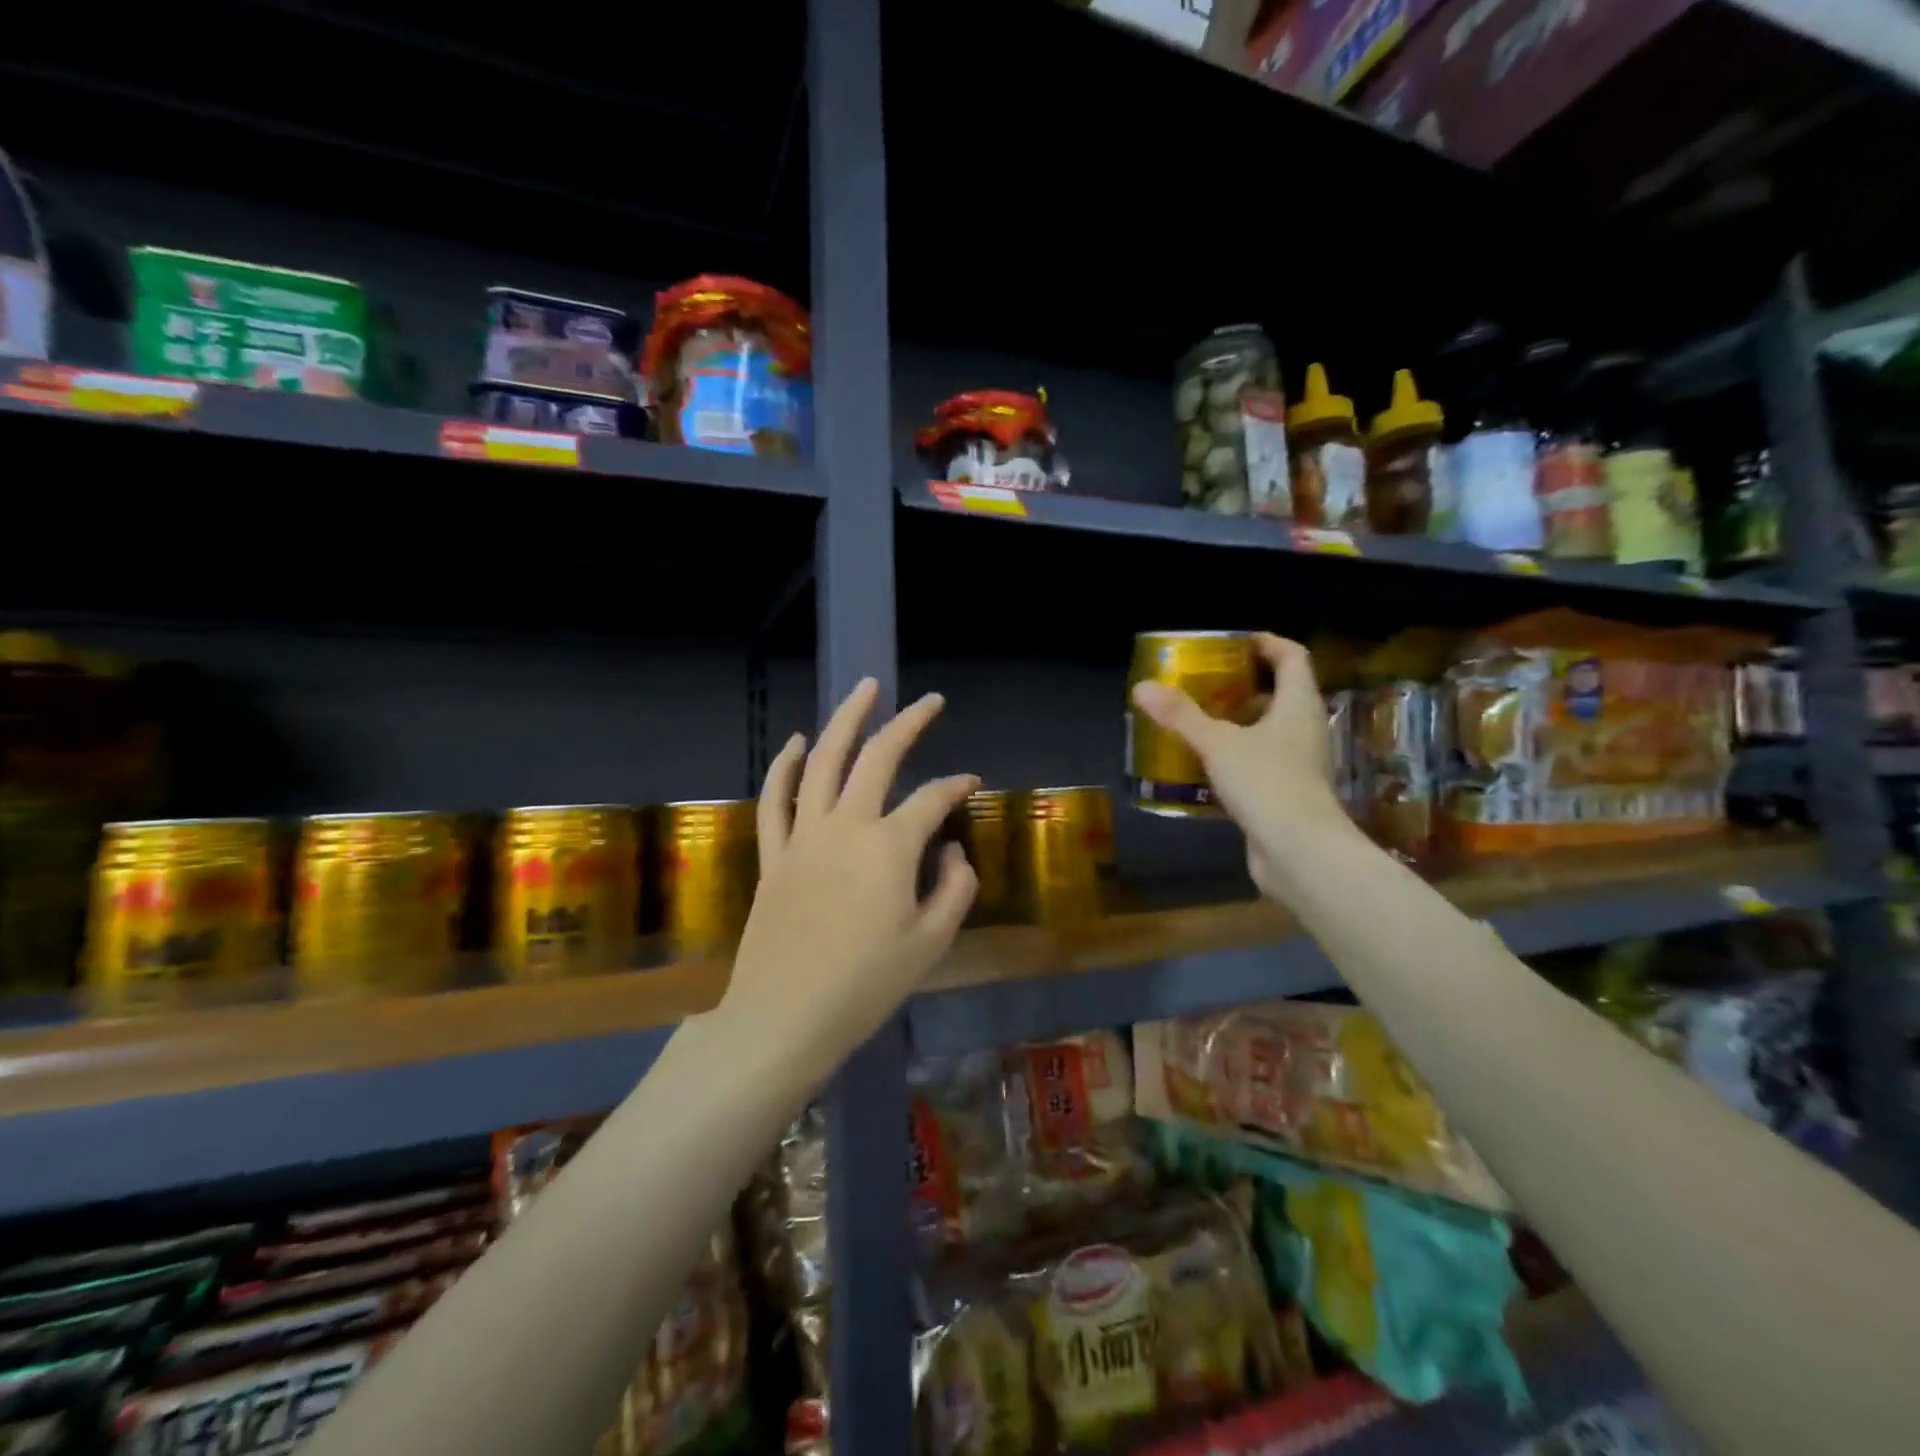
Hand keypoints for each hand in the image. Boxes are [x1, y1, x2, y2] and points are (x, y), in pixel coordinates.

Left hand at [721, 678, 978, 1082]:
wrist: (784, 1018)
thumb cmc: (865, 986)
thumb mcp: (930, 943)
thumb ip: (954, 889)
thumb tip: (952, 852)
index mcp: (889, 847)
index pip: (932, 799)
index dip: (956, 787)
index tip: (971, 784)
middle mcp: (845, 826)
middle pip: (878, 758)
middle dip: (907, 723)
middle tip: (929, 701)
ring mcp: (803, 836)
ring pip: (823, 762)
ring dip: (845, 721)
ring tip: (865, 689)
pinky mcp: (774, 854)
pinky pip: (775, 799)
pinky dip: (785, 766)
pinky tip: (798, 741)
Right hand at [1130, 632, 1348, 899]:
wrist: (1300, 852)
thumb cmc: (1267, 783)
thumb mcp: (1217, 743)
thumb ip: (1180, 715)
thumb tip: (1142, 687)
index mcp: (1299, 705)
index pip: (1292, 657)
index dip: (1267, 643)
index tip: (1235, 642)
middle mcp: (1305, 729)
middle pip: (1281, 693)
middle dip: (1245, 684)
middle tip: (1206, 681)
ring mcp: (1298, 763)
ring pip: (1269, 729)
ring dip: (1239, 721)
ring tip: (1199, 719)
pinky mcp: (1286, 792)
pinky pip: (1260, 761)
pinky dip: (1236, 754)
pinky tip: (1204, 763)